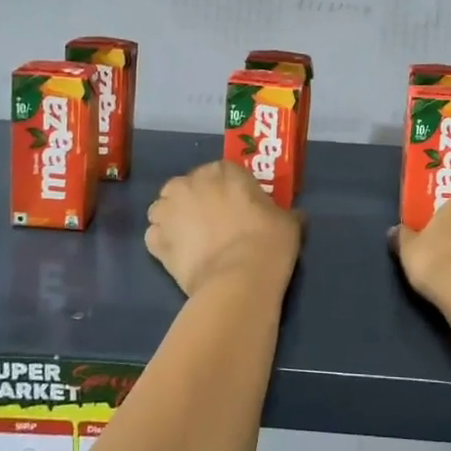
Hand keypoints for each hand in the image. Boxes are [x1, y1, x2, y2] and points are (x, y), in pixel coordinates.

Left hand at [146, 160, 302, 298]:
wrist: (239, 279)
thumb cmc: (268, 241)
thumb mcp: (288, 221)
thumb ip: (285, 213)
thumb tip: (296, 216)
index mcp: (222, 171)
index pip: (221, 171)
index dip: (227, 189)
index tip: (236, 206)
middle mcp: (190, 183)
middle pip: (186, 186)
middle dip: (195, 199)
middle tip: (212, 222)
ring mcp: (168, 211)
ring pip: (163, 208)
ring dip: (173, 218)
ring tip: (190, 239)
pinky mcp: (155, 241)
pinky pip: (155, 236)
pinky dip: (163, 243)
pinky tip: (179, 256)